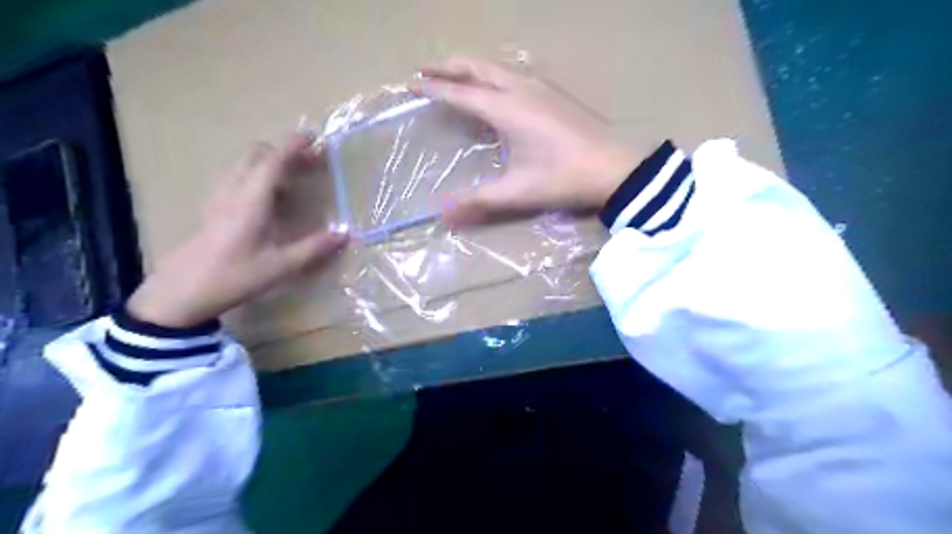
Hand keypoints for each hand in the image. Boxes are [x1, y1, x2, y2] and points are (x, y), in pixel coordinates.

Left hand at [126, 132, 348, 329]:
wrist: (182, 291)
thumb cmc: (234, 276)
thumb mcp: (281, 266)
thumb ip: (314, 248)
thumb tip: (345, 234)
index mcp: (250, 200)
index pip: (273, 161)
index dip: (293, 146)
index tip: (312, 136)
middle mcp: (233, 190)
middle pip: (255, 154)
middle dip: (284, 151)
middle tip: (309, 162)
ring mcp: (218, 197)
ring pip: (244, 164)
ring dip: (270, 162)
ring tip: (294, 180)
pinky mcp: (212, 207)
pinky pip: (236, 177)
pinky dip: (257, 174)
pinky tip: (269, 198)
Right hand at [421, 57, 642, 227]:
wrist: (615, 168)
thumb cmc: (564, 178)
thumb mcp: (518, 192)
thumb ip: (478, 202)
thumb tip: (443, 217)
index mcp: (507, 109)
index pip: (461, 93)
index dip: (434, 90)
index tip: (411, 86)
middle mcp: (520, 89)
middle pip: (476, 67)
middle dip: (447, 66)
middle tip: (424, 72)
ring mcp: (540, 87)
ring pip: (497, 66)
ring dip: (471, 67)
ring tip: (454, 76)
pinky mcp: (554, 93)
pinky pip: (514, 73)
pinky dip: (493, 75)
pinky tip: (496, 89)